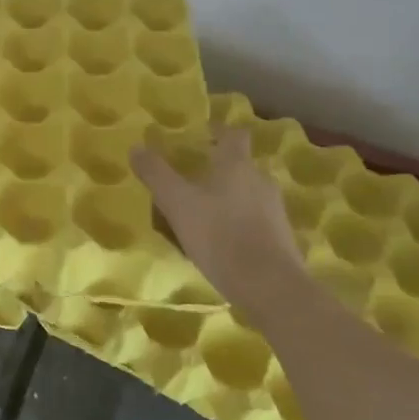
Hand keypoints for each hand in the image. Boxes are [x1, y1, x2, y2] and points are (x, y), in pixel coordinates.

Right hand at [132, 127, 303, 319]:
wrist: (270, 287)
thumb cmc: (220, 235)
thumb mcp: (177, 203)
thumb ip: (156, 174)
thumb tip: (136, 148)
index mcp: (237, 164)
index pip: (233, 134)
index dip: (218, 131)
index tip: (201, 136)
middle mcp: (260, 180)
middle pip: (240, 165)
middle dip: (218, 169)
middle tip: (191, 179)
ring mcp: (275, 210)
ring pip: (248, 193)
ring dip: (228, 197)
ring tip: (202, 214)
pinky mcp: (281, 238)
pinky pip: (256, 219)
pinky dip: (239, 222)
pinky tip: (220, 241)